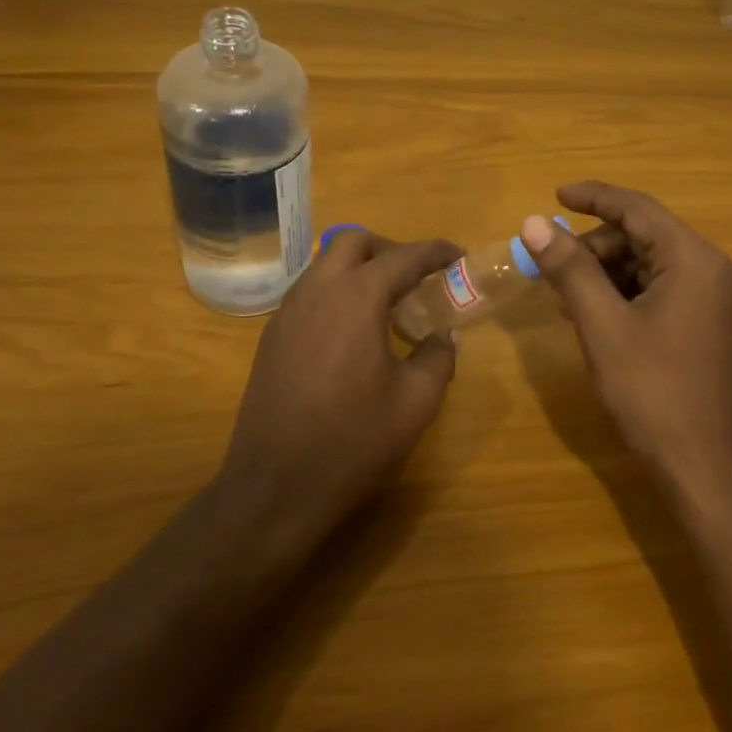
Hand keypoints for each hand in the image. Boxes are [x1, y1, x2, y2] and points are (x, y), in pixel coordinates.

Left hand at [218, 230, 461, 546]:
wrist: (274, 488)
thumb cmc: (352, 441)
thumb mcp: (415, 403)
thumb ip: (438, 358)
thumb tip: (445, 336)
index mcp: (356, 297)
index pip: (404, 256)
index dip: (436, 252)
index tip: (459, 256)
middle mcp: (317, 291)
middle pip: (355, 243)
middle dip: (391, 249)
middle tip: (418, 278)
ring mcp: (287, 312)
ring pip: (326, 265)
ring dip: (360, 269)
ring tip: (388, 305)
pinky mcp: (272, 337)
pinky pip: (310, 293)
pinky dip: (337, 292)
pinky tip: (354, 332)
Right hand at [520, 182, 731, 504]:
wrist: (706, 470)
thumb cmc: (653, 392)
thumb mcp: (602, 325)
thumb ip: (569, 268)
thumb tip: (533, 222)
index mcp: (692, 259)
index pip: (637, 208)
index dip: (593, 197)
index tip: (553, 195)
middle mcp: (708, 268)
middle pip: (641, 234)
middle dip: (593, 245)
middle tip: (549, 266)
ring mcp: (710, 297)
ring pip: (646, 262)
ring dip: (603, 271)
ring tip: (564, 295)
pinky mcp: (703, 322)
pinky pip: (656, 288)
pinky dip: (621, 292)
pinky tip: (592, 314)